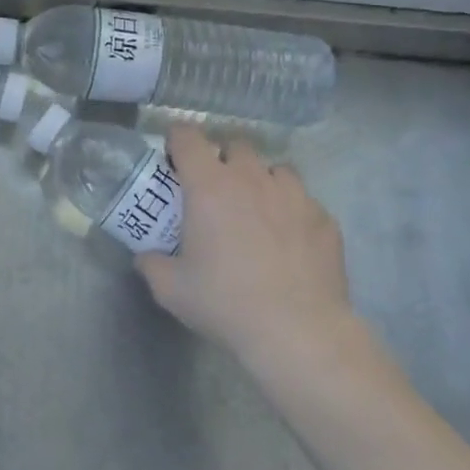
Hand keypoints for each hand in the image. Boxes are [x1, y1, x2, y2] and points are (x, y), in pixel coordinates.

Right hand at [136, 126, 363, 376]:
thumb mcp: (171, 289)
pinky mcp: (324, 218)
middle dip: (223, 159)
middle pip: (235, 145)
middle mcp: (251, 178)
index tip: (174, 157)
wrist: (298, 331)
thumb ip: (152, 264)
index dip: (177, 140)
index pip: (188, 137)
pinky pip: (303, 201)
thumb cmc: (225, 303)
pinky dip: (291, 211)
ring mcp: (294, 195)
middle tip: (215, 190)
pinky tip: (289, 241)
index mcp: (209, 186)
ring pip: (275, 169)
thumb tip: (145, 256)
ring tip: (257, 211)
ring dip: (261, 181)